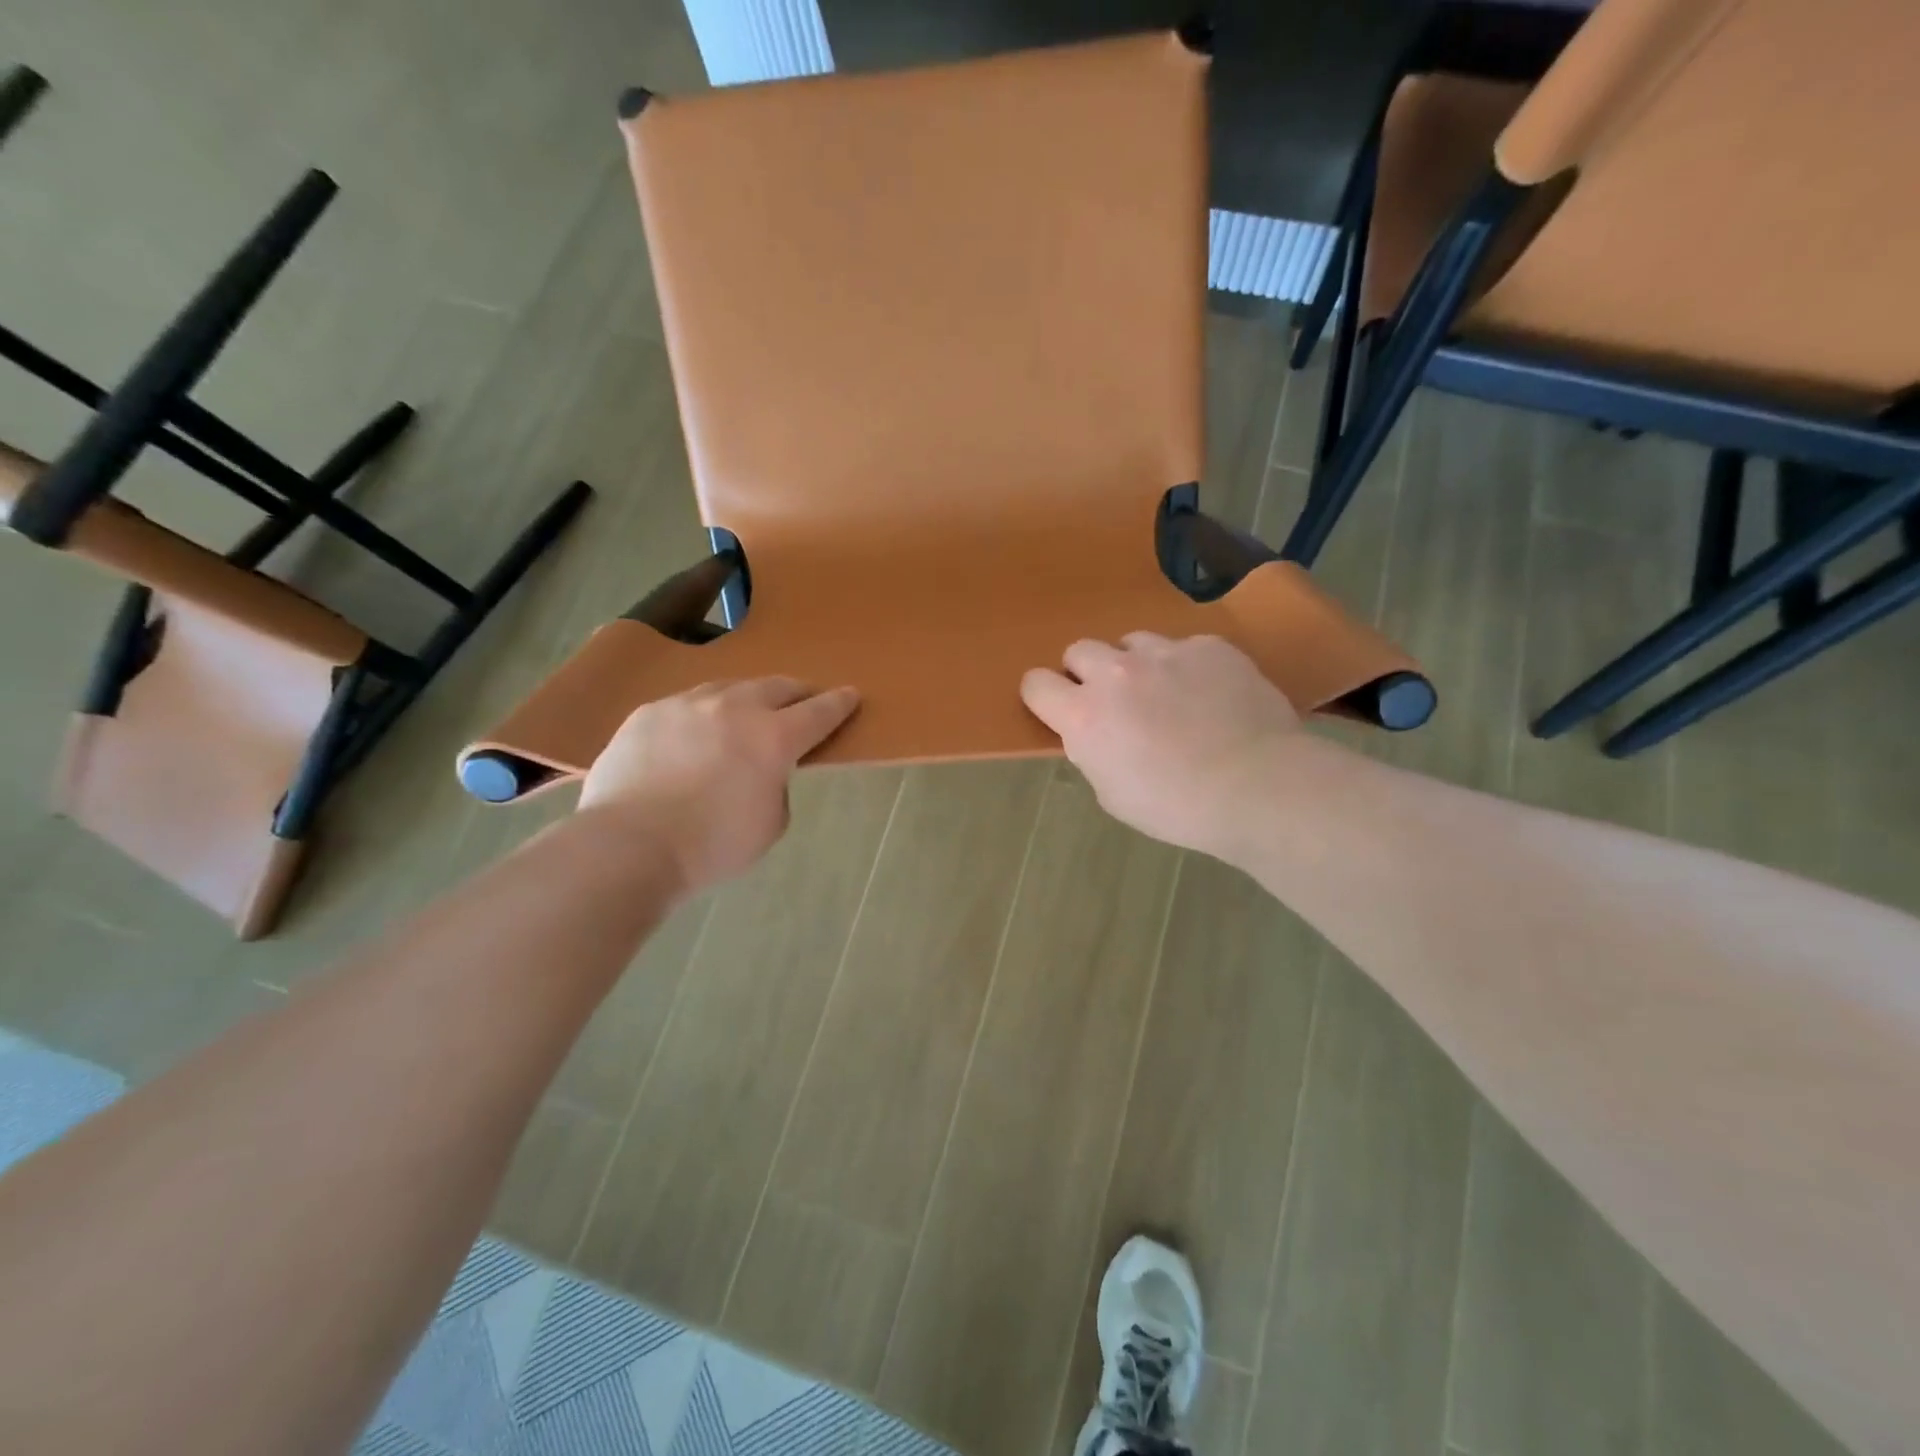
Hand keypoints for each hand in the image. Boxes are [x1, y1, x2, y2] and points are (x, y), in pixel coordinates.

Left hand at [580, 678, 859, 893]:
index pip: (819, 712)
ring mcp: (688, 705)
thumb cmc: (711, 846)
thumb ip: (777, 788)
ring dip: (747, 698)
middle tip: (801, 702)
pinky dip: (702, 715)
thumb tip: (762, 773)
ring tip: (746, 712)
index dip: (839, 703)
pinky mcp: (649, 713)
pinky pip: (686, 704)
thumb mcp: (770, 825)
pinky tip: (694, 733)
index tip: (850, 695)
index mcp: (774, 738)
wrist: (629, 846)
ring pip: (729, 687)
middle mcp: (735, 708)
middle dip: (796, 693)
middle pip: (777, 687)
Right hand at [1021, 634, 1301, 858]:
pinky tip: (1210, 694)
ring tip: (1165, 693)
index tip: (1059, 709)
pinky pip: (1183, 647)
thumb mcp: (1113, 793)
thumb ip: (1093, 752)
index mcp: (1083, 714)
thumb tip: (1096, 734)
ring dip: (1136, 665)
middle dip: (1087, 673)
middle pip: (1079, 650)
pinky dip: (1187, 667)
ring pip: (1131, 642)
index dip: (1044, 696)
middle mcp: (1115, 673)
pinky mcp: (1209, 646)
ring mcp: (1165, 653)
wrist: (1258, 786)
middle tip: (1114, 702)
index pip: (1035, 683)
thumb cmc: (1177, 807)